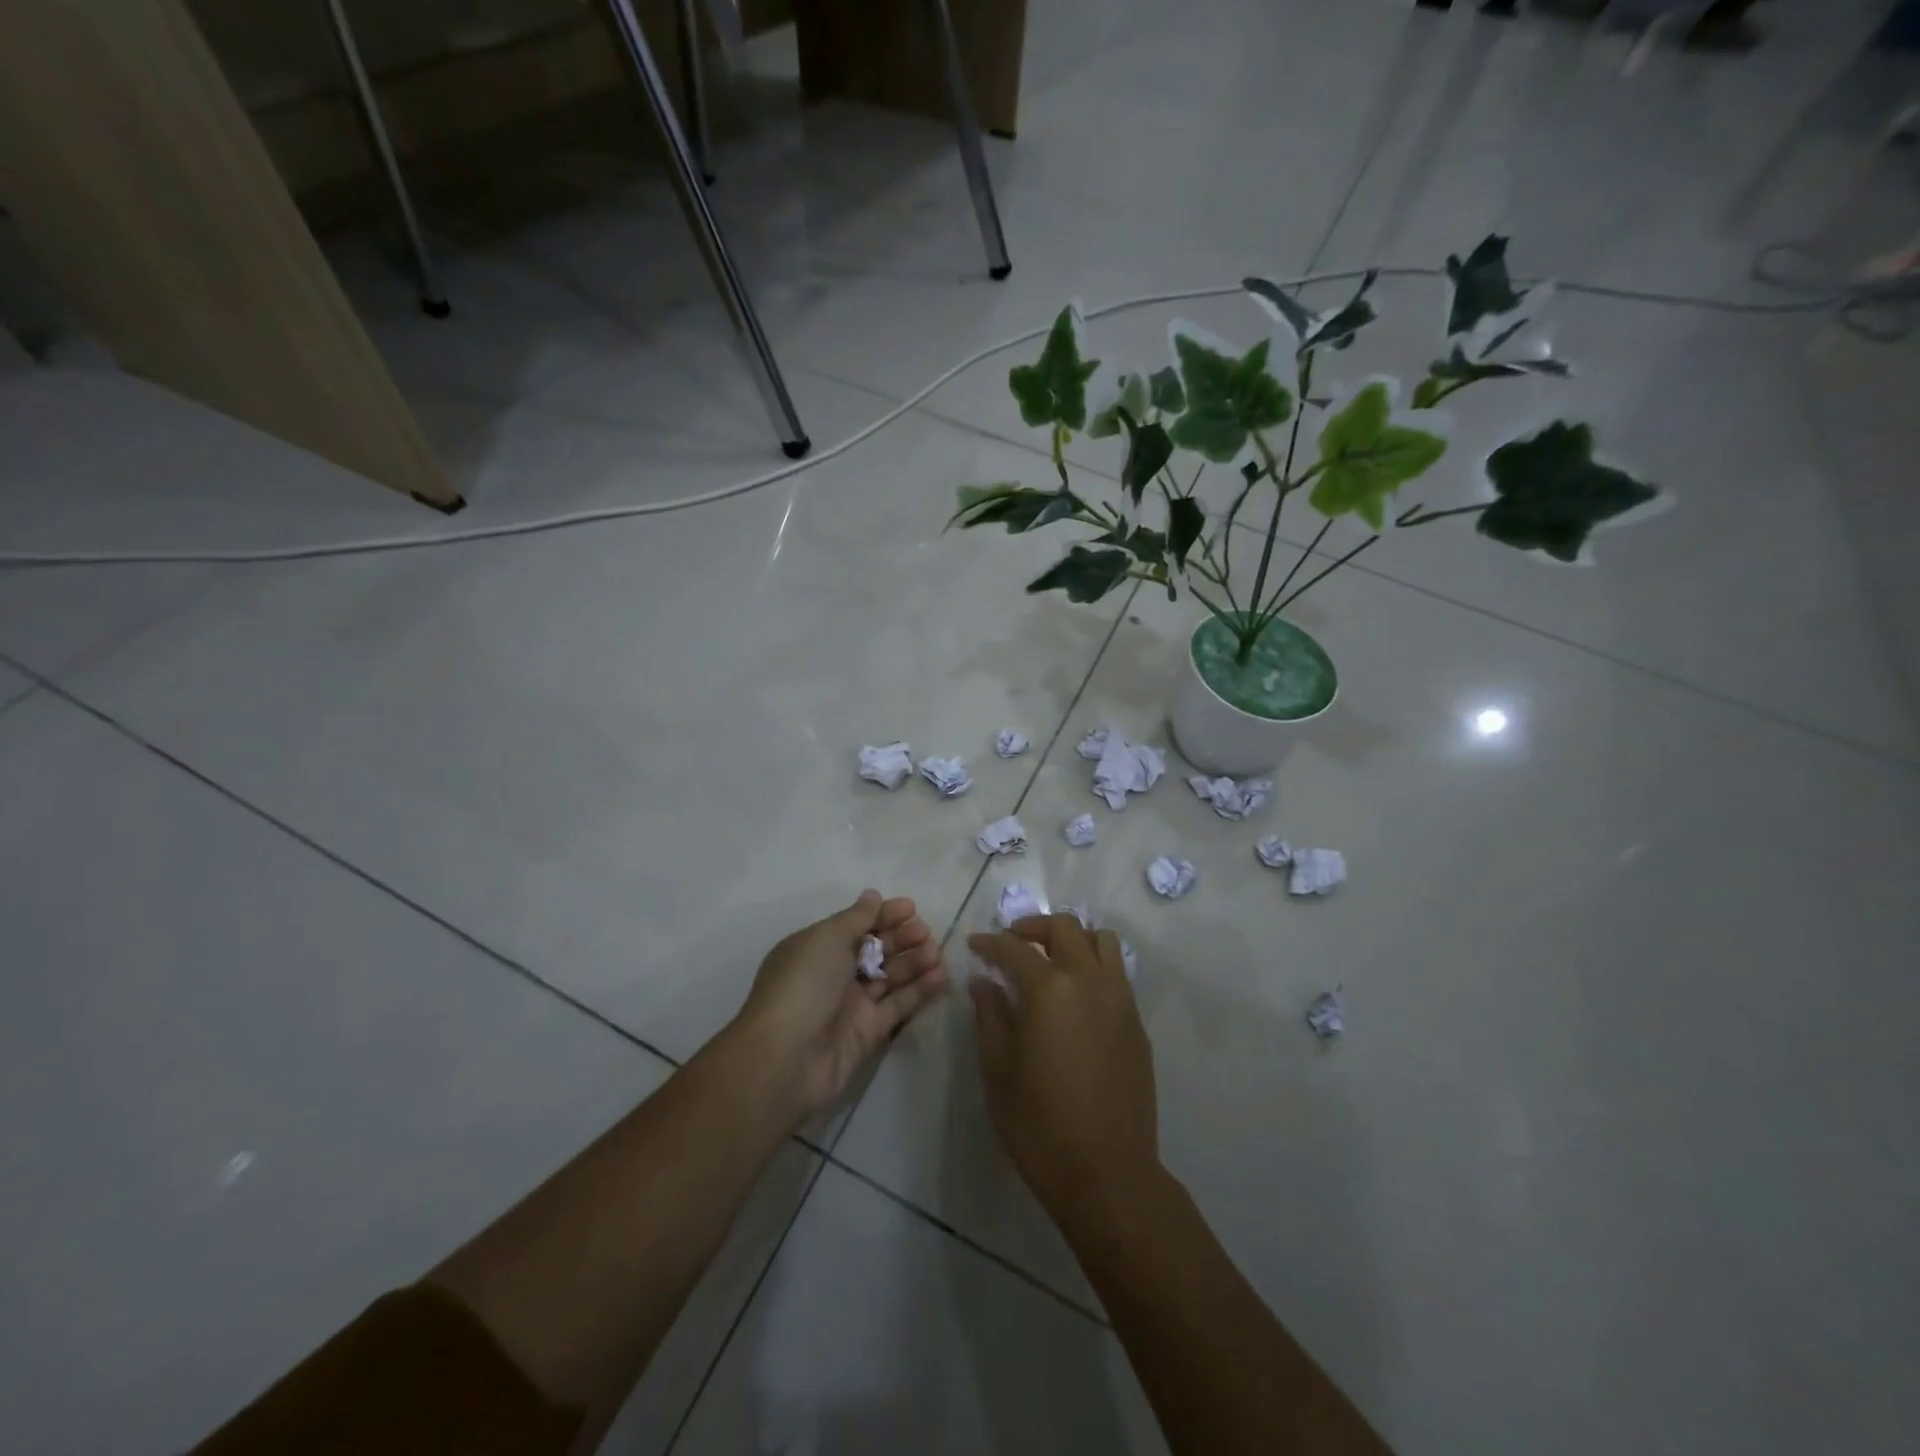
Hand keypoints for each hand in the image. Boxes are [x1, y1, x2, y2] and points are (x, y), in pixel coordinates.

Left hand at [734, 890, 946, 1120]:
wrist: (786, 1058)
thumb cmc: (803, 986)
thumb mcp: (826, 939)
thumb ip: (855, 918)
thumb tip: (872, 895)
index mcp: (817, 948)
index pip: (855, 925)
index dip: (883, 915)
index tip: (911, 908)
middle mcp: (834, 973)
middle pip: (875, 949)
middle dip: (901, 938)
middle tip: (925, 932)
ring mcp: (851, 1004)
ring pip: (889, 976)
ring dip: (913, 962)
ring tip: (936, 953)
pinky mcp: (868, 1032)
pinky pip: (898, 1005)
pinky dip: (918, 990)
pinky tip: (940, 976)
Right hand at [967, 914, 1160, 1218]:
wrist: (1109, 1174)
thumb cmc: (1041, 1126)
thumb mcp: (999, 1072)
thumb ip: (990, 1017)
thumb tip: (983, 982)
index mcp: (1051, 990)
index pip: (1015, 948)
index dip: (990, 943)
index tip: (975, 945)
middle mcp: (1090, 982)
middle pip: (1065, 927)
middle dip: (1033, 927)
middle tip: (1011, 944)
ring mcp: (1120, 1000)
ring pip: (1101, 941)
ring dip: (1072, 939)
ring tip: (1050, 961)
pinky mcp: (1136, 1023)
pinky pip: (1116, 973)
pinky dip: (1093, 965)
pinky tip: (1075, 996)